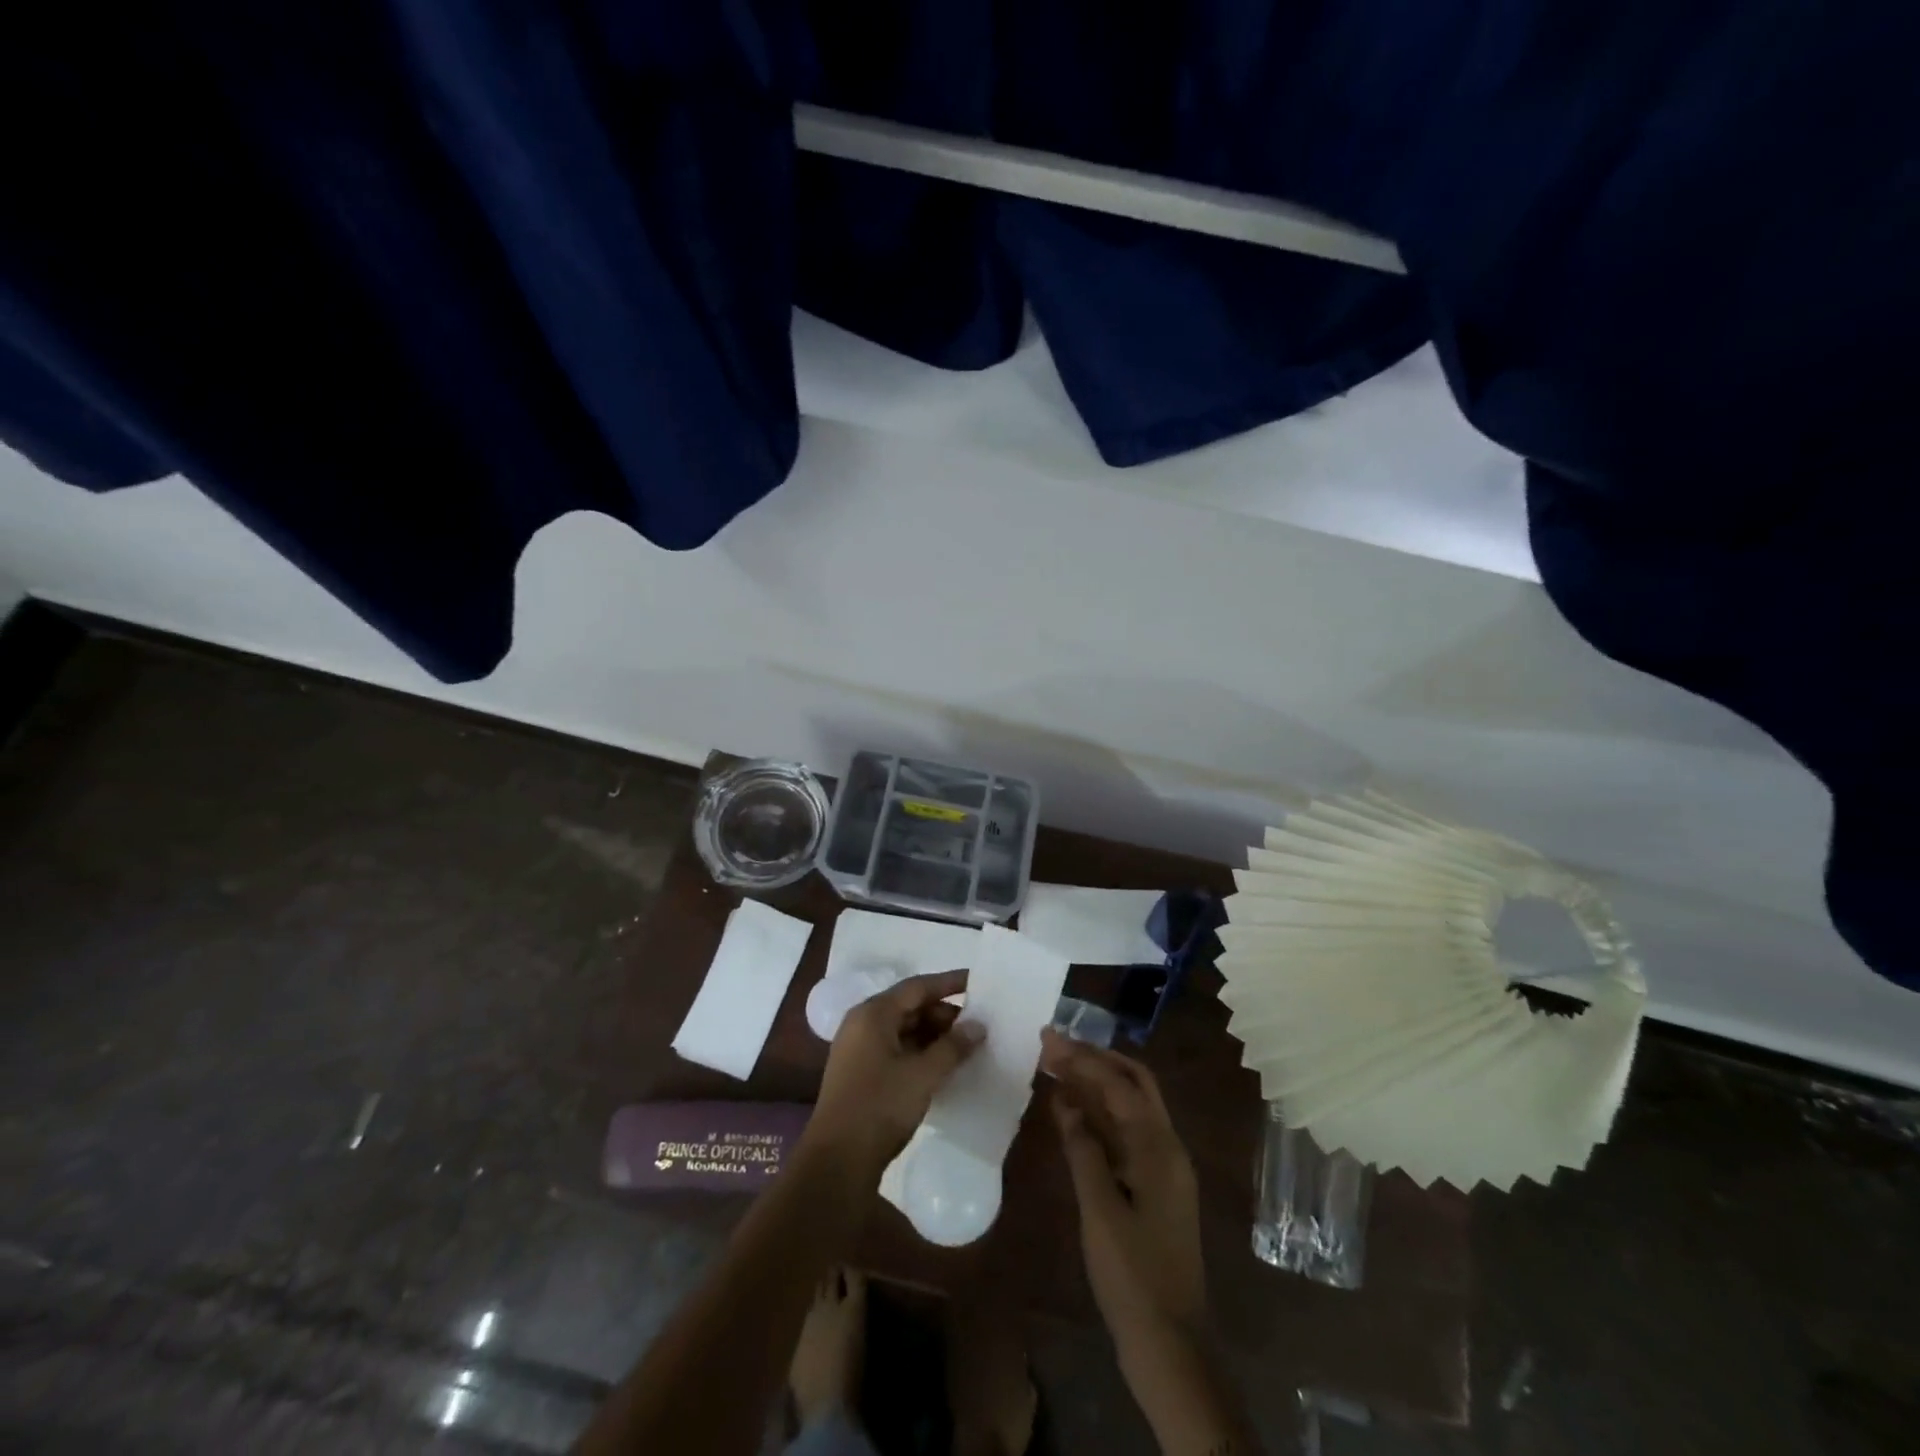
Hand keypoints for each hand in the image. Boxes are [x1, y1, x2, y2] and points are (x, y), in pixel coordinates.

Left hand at [804, 970, 982, 1180]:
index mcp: (873, 1014)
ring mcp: (859, 1049)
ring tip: (966, 1046)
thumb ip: (952, 1047)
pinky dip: (920, 1052)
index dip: (949, 983)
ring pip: (903, 1029)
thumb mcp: (923, 1075)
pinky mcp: (861, 1072)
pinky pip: (896, 1049)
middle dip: (944, 1014)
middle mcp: (863, 1024)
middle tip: (977, 1025)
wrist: (837, 1161)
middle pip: (909, 1007)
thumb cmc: (880, 1107)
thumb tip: (978, 1025)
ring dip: (933, 1035)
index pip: (917, 987)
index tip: (977, 982)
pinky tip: (943, 1066)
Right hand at [1041, 1029, 1205, 1352]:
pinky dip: (1102, 1114)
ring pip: (1132, 1106)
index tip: (1048, 1038)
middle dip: (1096, 1059)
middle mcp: (1167, 1147)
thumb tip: (1066, 1100)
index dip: (1083, 1059)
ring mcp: (1164, 1167)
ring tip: (1057, 1066)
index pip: (1119, 1085)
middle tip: (1055, 1046)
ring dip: (1097, 1082)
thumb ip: (1083, 1150)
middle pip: (1134, 1084)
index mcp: (1159, 1149)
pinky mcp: (1155, 1185)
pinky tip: (1073, 1112)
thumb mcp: (1100, 1210)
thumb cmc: (1132, 1275)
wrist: (1169, 1342)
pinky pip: (1128, 1132)